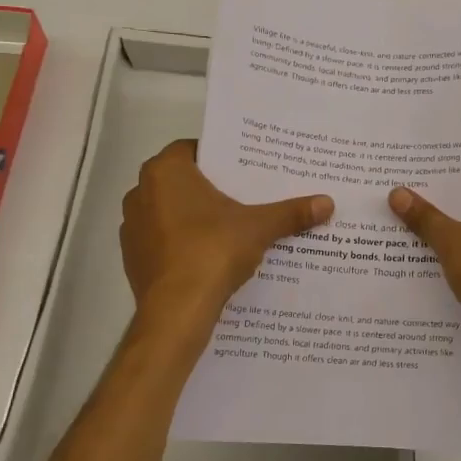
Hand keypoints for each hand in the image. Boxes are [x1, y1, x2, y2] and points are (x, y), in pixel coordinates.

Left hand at [121, 141, 332, 316]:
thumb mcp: (259, 227)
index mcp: (165, 172)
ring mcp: (132, 228)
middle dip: (210, 187)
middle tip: (244, 195)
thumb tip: (328, 203)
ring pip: (169, 211)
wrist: (176, 311)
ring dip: (193, 216)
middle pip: (181, 181)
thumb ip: (291, 213)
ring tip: (230, 227)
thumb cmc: (213, 251)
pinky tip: (209, 256)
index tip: (243, 168)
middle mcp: (140, 192)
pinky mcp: (133, 259)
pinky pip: (163, 241)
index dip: (218, 157)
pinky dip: (182, 244)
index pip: (192, 149)